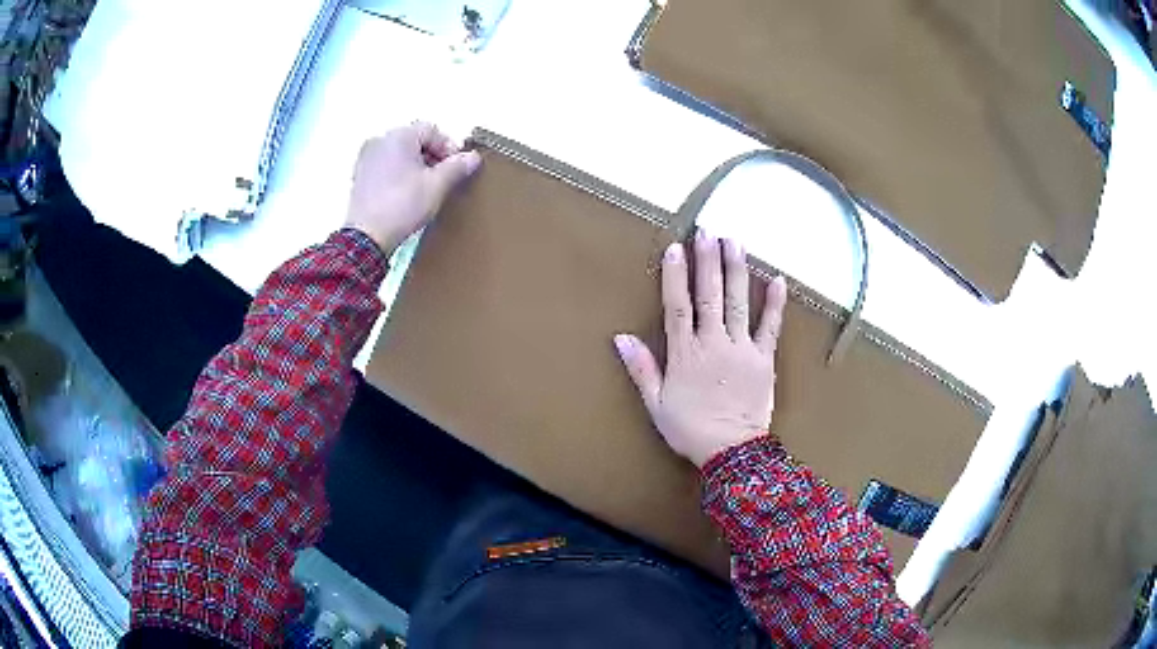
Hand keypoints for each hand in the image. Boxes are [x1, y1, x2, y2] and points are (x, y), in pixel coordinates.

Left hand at [345, 121, 481, 253]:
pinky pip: (387, 165)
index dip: (449, 147)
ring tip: (426, 188)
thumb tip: (473, 157)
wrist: (367, 236)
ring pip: (401, 153)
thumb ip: (457, 167)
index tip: (457, 168)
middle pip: (415, 140)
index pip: (432, 130)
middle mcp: (380, 140)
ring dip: (417, 165)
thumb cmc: (403, 205)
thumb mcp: (437, 186)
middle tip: (444, 179)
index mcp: (399, 136)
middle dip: (433, 156)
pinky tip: (407, 194)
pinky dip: (400, 173)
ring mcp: (367, 158)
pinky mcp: (360, 176)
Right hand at [615, 231, 788, 467]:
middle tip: (707, 230)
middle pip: (710, 295)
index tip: (676, 248)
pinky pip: (770, 327)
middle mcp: (714, 343)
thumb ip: (641, 369)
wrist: (731, 452)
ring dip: (737, 270)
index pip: (678, 306)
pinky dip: (775, 304)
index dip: (676, 276)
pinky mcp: (764, 359)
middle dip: (708, 261)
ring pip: (738, 303)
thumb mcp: (656, 404)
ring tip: (735, 241)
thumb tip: (621, 337)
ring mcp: (742, 349)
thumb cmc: (690, 429)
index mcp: (686, 354)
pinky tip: (778, 279)